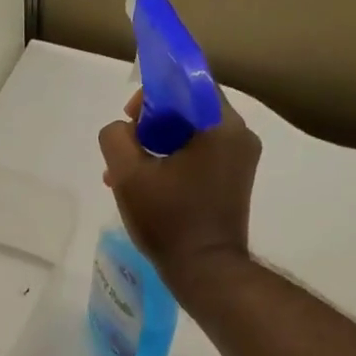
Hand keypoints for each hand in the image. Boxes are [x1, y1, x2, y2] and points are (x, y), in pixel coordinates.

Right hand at [98, 88, 261, 282]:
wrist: (205, 272)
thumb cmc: (169, 221)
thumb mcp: (128, 176)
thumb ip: (116, 138)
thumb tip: (122, 131)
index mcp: (221, 125)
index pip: (187, 83)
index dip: (152, 93)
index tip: (130, 119)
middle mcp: (239, 136)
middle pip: (188, 110)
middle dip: (149, 127)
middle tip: (124, 153)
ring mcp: (240, 161)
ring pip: (191, 136)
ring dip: (156, 148)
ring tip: (126, 178)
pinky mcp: (234, 183)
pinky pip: (200, 158)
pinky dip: (173, 164)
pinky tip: (148, 189)